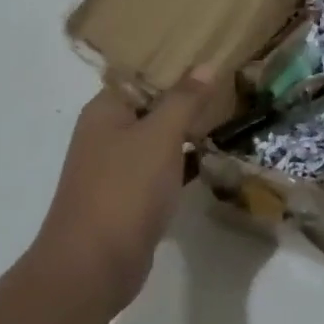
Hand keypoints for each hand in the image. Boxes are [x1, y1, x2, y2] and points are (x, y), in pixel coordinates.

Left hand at [35, 68, 214, 315]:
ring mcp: (117, 168)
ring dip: (188, 130)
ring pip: (158, 138)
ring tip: (229, 114)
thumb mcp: (160, 135)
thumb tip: (205, 65)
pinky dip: (184, 162)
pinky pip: (161, 169)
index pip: (141, 73)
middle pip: (151, 105)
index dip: (174, 64)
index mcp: (105, 110)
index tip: (210, 56)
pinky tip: (214, 157)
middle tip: (229, 84)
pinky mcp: (130, 198)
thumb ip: (184, 99)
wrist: (94, 267)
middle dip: (187, 97)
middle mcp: (107, 133)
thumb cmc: (125, 189)